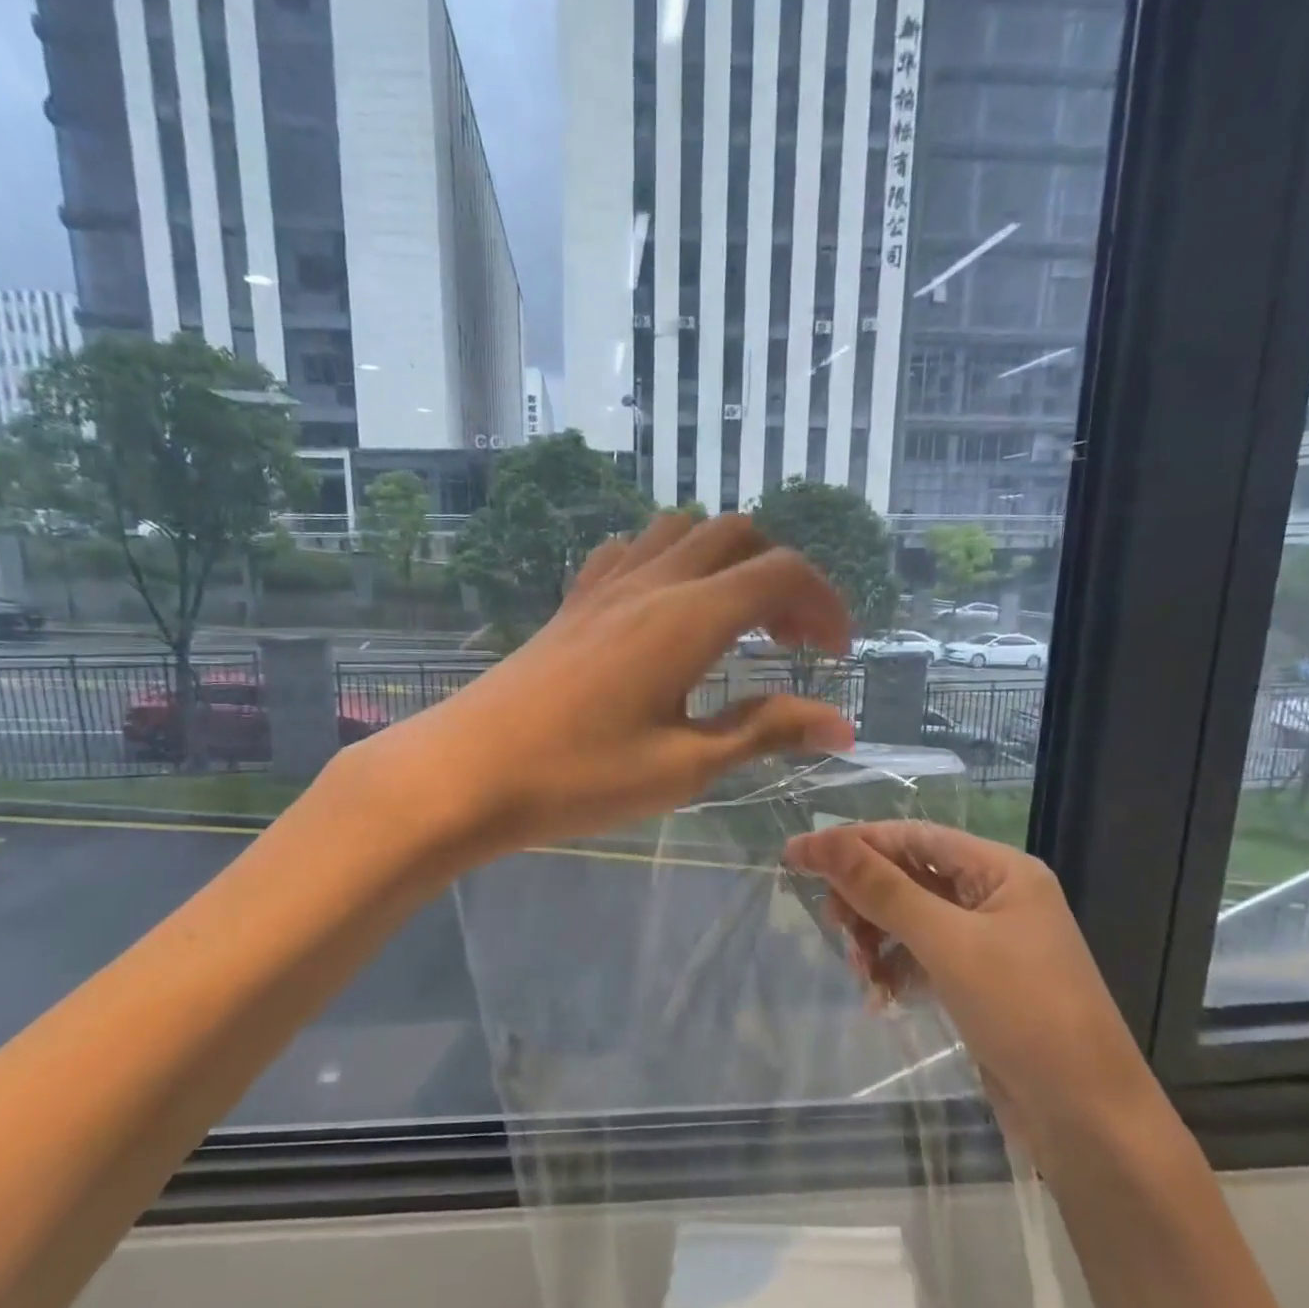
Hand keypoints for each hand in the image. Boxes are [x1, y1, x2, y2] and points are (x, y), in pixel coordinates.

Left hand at [370, 512, 856, 858]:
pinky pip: (630, 550)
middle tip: (792, 641)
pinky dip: (669, 561)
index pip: (781, 574)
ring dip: (726, 560)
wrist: (468, 771)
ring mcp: (605, 586)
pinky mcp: (572, 602)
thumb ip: (764, 732)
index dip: (824, 604)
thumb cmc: (580, 777)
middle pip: (738, 535)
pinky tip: (665, 609)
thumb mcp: (684, 765)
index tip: (837, 655)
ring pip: (682, 530)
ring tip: (735, 620)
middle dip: (782, 576)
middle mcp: (651, 582)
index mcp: (689, 617)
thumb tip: (840, 726)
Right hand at [782, 821, 1174, 1169]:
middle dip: (865, 898)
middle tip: (832, 924)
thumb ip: (880, 888)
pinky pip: (920, 956)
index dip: (853, 842)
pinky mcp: (978, 982)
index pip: (912, 837)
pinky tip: (880, 996)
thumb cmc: (1025, 1013)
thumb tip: (816, 840)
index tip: (797, 855)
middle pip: (908, 876)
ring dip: (875, 938)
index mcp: (1001, 870)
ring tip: (859, 972)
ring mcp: (987, 942)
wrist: (1090, 1123)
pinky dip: (894, 969)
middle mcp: (995, 897)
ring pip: (909, 918)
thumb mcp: (946, 942)